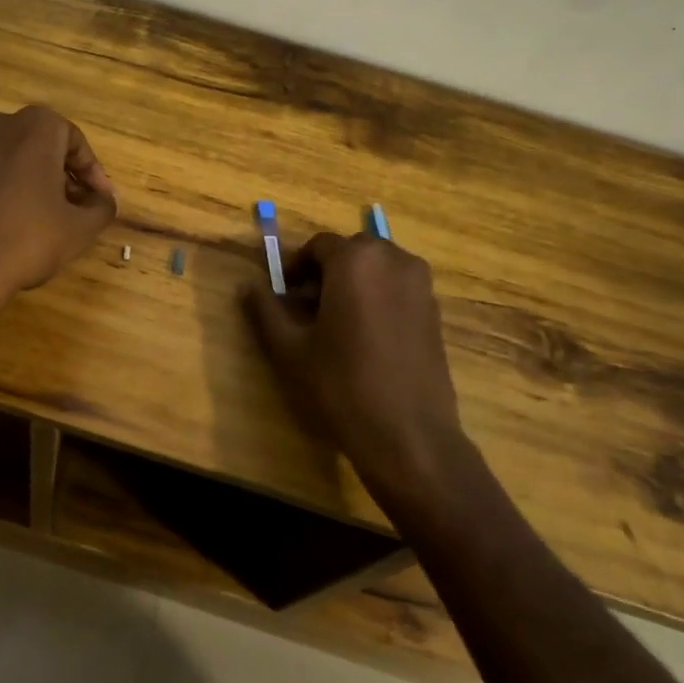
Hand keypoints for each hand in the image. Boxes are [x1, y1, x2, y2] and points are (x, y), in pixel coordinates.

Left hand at [0, 105, 116, 308]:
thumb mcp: (80, 229)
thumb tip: (104, 199)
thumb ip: (101, 206)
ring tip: (19, 215)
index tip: (97, 200)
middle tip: (61, 205)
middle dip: (49, 171)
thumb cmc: (27, 239)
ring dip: (9, 178)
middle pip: (31, 144)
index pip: (73, 141)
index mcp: (33, 126)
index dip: (90, 172)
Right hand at [243, 232, 470, 507]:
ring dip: (354, 283)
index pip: (318, 246)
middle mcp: (394, 260)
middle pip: (351, 252)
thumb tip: (247, 286)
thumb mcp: (290, 349)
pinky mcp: (435, 311)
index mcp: (356, 260)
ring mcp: (421, 285)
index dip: (296, 267)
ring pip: (377, 268)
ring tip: (336, 323)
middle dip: (326, 272)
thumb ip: (266, 310)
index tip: (283, 294)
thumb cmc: (342, 385)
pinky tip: (365, 338)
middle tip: (307, 307)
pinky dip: (378, 298)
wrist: (409, 436)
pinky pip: (398, 288)